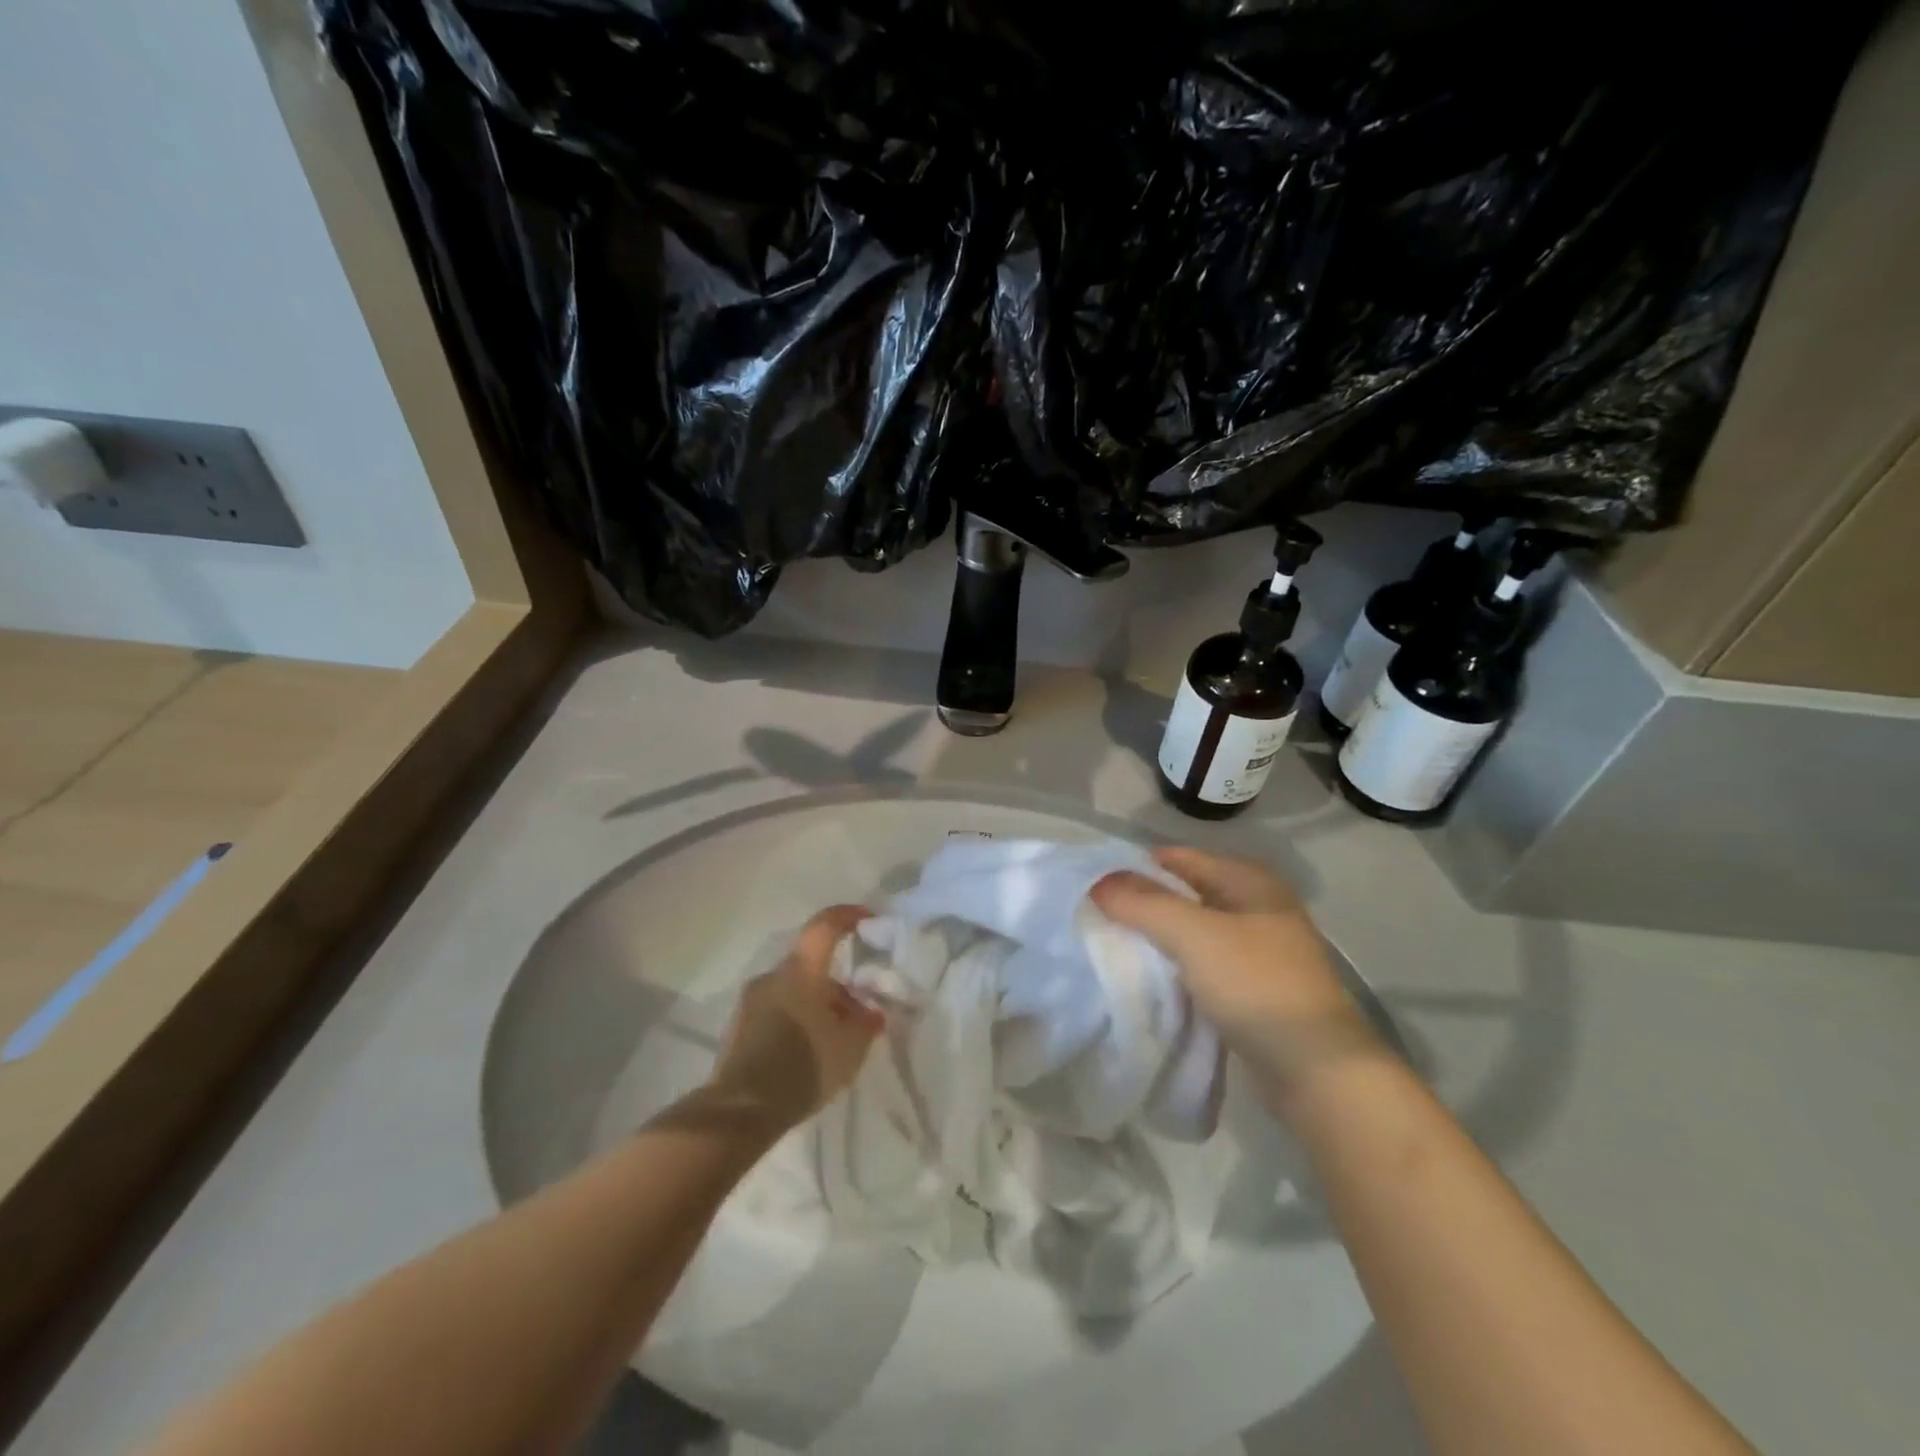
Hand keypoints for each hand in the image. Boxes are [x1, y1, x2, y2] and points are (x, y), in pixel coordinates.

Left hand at [704, 905, 885, 1134]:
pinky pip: (777, 1009)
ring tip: (836, 1034)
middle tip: (858, 1005)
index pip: (824, 925)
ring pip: (793, 988)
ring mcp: (751, 1001)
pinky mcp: (739, 1027)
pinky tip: (810, 1048)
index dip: (847, 915)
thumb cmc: (803, 1066)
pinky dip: (797, 1018)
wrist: (741, 1111)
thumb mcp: (850, 1047)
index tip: (868, 918)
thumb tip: (871, 1010)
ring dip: (816, 1001)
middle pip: (810, 963)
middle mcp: (773, 976)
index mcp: (801, 970)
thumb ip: (866, 1022)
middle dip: (836, 979)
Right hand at [1091, 847, 1381, 1105]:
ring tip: (1115, 949)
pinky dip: (1176, 968)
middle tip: (1099, 921)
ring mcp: (1257, 950)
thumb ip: (1144, 904)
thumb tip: (1098, 882)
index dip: (1136, 869)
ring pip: (1192, 932)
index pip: (1178, 859)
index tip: (1095, 890)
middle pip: (1184, 894)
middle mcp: (1255, 906)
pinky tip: (1149, 980)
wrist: (1317, 1071)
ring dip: (1158, 939)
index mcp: (1248, 880)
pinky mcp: (1253, 989)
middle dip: (1144, 905)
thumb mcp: (1194, 935)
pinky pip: (1202, 965)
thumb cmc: (1256, 986)